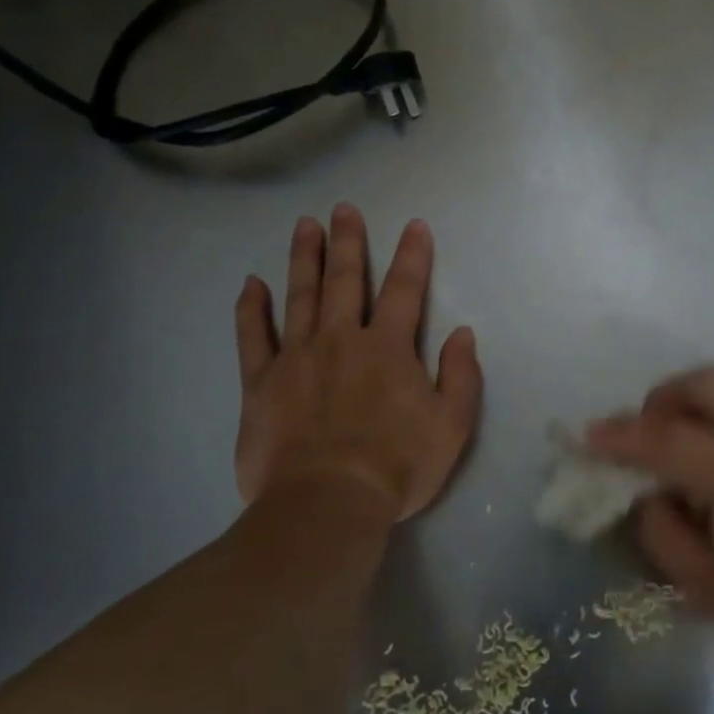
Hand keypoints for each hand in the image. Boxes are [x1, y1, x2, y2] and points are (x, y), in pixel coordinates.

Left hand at [232, 203, 481, 531]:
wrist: (327, 504)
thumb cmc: (397, 466)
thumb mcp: (452, 425)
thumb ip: (461, 375)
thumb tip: (462, 333)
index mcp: (389, 348)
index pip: (405, 290)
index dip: (412, 256)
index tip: (414, 226)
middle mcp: (342, 339)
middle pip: (346, 280)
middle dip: (348, 243)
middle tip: (343, 209)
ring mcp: (297, 357)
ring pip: (300, 296)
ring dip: (304, 258)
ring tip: (305, 226)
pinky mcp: (260, 383)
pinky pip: (252, 337)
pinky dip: (251, 309)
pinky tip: (251, 284)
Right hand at [588, 366, 713, 668]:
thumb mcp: (711, 590)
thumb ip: (663, 537)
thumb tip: (646, 494)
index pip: (666, 440)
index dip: (620, 436)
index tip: (589, 437)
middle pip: (703, 383)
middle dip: (661, 398)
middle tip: (644, 431)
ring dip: (693, 393)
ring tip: (679, 430)